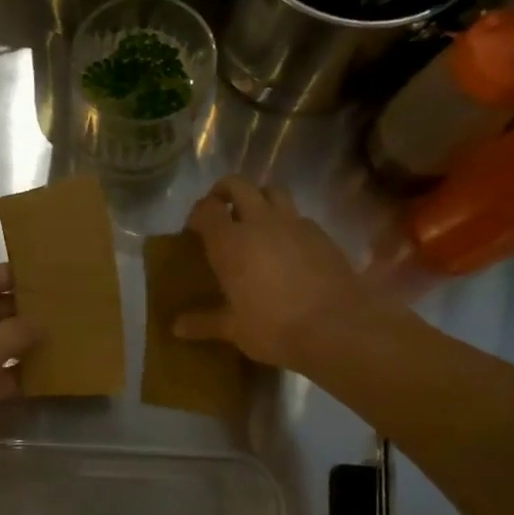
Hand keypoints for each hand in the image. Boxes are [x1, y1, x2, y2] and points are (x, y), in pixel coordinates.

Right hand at [176, 176, 373, 370]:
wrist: (337, 328)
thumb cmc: (274, 328)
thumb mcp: (234, 329)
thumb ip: (204, 323)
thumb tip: (177, 327)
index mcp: (230, 242)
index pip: (206, 209)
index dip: (198, 213)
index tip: (194, 229)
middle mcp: (260, 222)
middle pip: (238, 185)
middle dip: (225, 191)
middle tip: (221, 210)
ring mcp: (294, 224)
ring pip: (273, 191)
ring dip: (259, 198)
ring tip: (256, 220)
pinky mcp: (322, 233)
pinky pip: (299, 216)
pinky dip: (287, 222)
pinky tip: (288, 246)